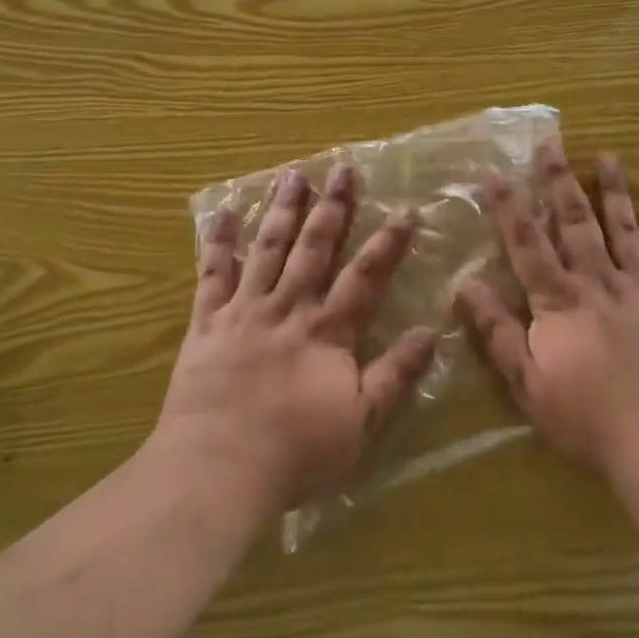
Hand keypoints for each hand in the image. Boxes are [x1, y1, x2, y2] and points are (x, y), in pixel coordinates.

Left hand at [153, 165, 438, 519]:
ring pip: (268, 249)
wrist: (218, 468)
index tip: (405, 210)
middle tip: (342, 169)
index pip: (365, 276)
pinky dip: (218, 242)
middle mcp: (288, 307)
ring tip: (294, 175)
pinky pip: (212, 274)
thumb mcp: (361, 422)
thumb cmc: (296, 452)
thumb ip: (395, 375)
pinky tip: (222, 211)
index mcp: (327, 330)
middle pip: (314, 248)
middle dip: (332, 207)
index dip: (387, 243)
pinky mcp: (207, 322)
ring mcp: (244, 310)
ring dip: (283, 210)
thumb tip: (431, 333)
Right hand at [458, 140, 638, 481]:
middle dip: (560, 179)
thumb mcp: (527, 381)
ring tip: (610, 156)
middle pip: (575, 221)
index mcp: (558, 300)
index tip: (494, 171)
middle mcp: (597, 282)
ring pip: (623, 229)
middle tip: (552, 142)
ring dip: (614, 191)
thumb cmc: (586, 418)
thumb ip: (497, 330)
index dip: (508, 206)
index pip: (526, 242)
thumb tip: (464, 285)